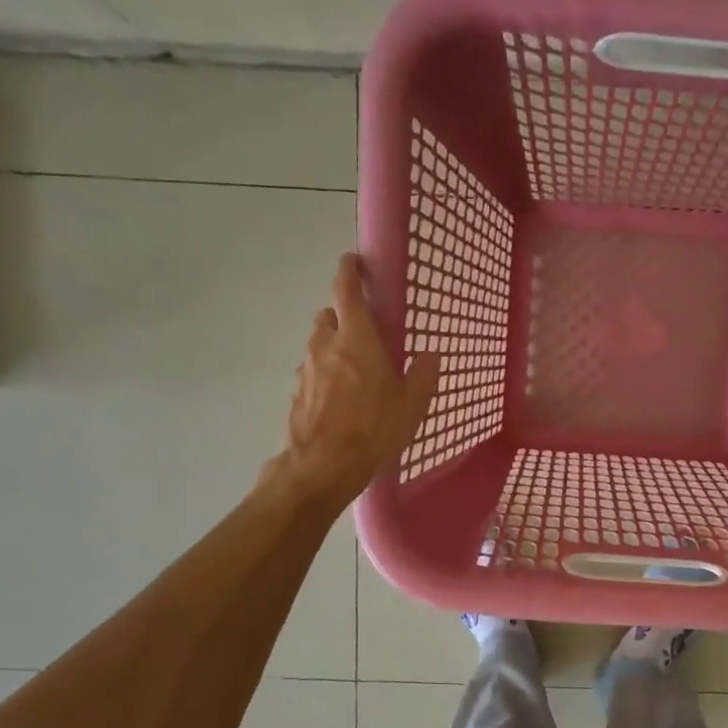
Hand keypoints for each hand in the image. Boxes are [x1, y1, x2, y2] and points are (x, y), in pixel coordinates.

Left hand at [267, 254, 440, 509]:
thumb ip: (423, 374)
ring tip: (357, 372)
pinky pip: (314, 372)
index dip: (349, 270)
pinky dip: (327, 375)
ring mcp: (307, 369)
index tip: (354, 262)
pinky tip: (342, 400)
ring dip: (335, 347)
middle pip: (331, 315)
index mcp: (356, 337)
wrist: (322, 466)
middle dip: (346, 316)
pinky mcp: (297, 393)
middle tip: (367, 332)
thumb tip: (430, 355)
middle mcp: (326, 344)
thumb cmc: (373, 428)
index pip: (346, 288)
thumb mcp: (412, 403)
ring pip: (320, 344)